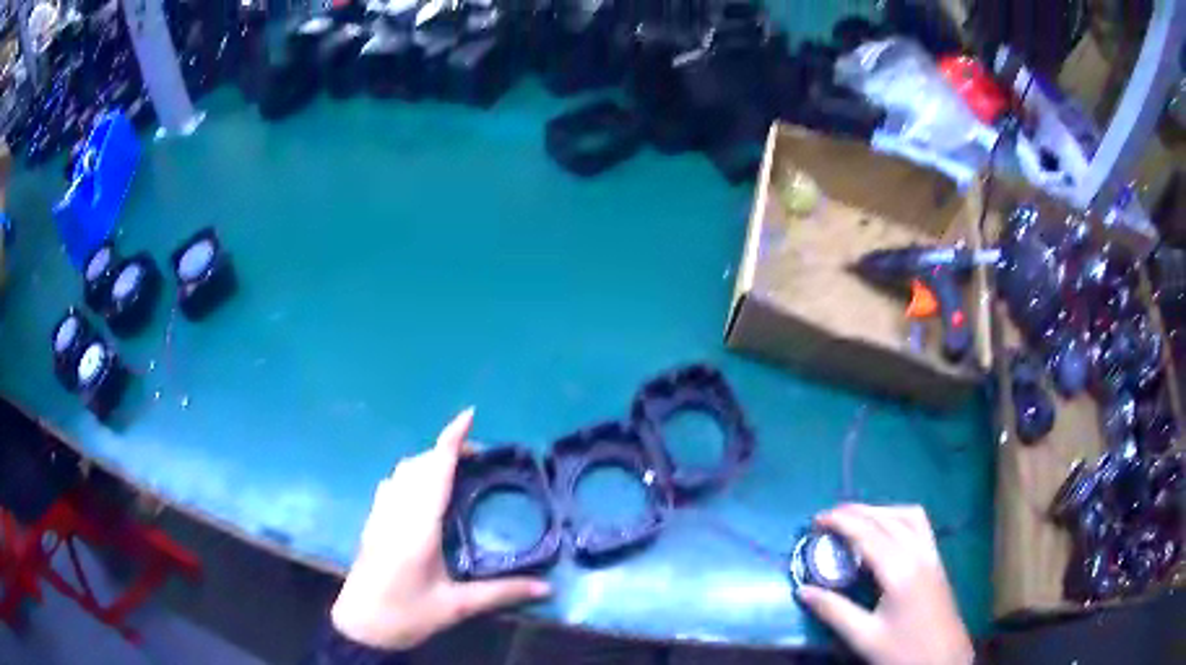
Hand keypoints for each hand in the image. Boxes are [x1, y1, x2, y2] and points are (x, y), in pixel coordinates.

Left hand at [331, 408, 550, 650]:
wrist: (361, 627)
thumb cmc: (407, 614)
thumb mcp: (456, 607)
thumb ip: (501, 593)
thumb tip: (547, 588)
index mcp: (418, 526)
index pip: (435, 470)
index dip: (451, 439)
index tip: (468, 414)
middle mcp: (396, 512)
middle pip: (419, 464)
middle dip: (446, 450)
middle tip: (479, 460)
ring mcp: (379, 516)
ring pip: (402, 472)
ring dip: (428, 461)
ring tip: (455, 472)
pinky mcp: (372, 524)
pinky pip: (392, 485)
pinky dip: (412, 476)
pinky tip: (423, 495)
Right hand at [797, 504, 973, 664]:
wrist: (943, 659)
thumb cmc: (903, 650)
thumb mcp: (864, 637)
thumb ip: (834, 611)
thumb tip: (802, 590)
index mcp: (900, 570)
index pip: (868, 533)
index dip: (841, 521)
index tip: (816, 519)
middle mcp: (919, 554)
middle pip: (888, 519)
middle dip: (858, 511)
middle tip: (830, 517)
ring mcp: (932, 555)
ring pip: (908, 516)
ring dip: (881, 511)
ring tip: (857, 520)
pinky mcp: (937, 562)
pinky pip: (920, 526)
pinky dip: (898, 518)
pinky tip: (887, 533)